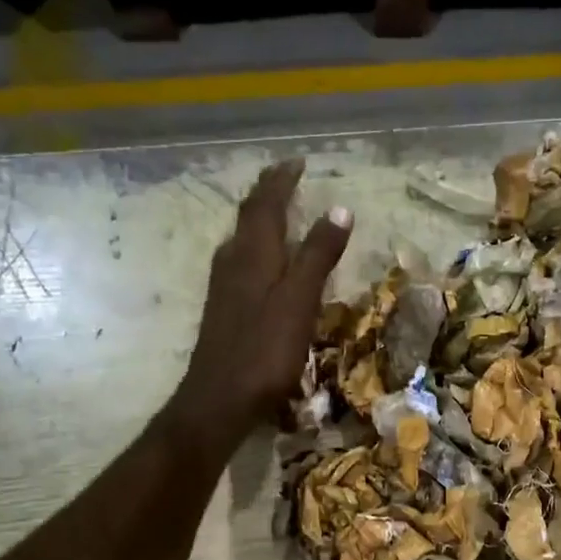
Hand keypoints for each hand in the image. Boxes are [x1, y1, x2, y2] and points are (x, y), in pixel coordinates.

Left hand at [173, 158, 351, 448]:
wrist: (220, 398)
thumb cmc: (265, 349)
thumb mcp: (300, 300)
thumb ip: (318, 254)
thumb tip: (340, 208)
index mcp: (253, 253)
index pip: (266, 203)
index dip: (282, 180)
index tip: (299, 161)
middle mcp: (233, 260)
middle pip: (249, 216)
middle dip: (268, 194)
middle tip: (288, 180)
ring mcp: (224, 285)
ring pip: (242, 238)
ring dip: (260, 219)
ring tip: (279, 212)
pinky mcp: (224, 307)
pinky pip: (241, 260)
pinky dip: (257, 247)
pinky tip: (263, 262)